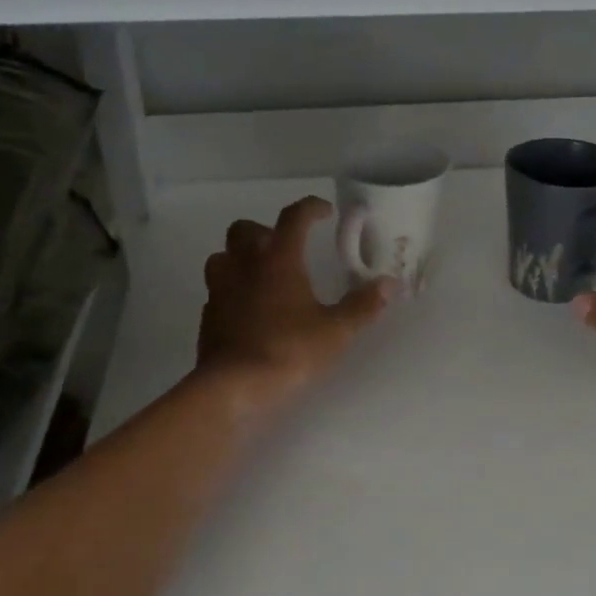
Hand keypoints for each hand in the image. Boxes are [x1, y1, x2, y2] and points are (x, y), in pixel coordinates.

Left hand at [195, 196, 393, 415]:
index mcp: (278, 260)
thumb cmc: (289, 351)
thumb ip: (362, 306)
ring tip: (261, 276)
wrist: (234, 387)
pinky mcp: (208, 316)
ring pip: (222, 257)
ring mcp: (220, 290)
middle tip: (286, 249)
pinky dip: (232, 291)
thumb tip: (388, 284)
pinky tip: (248, 310)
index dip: (310, 208)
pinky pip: (217, 291)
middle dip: (265, 231)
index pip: (293, 218)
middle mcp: (244, 266)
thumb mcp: (336, 331)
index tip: (324, 212)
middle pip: (245, 229)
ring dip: (240, 258)